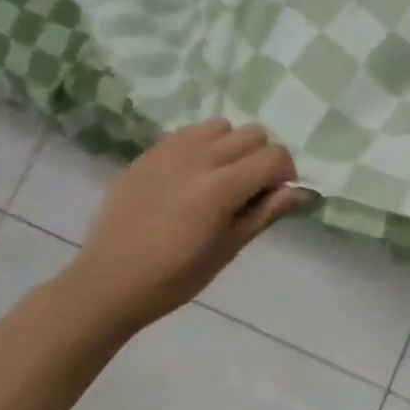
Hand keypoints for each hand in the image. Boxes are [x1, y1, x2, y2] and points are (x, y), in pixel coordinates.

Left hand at [55, 120, 307, 334]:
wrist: (107, 284)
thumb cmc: (175, 277)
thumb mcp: (229, 249)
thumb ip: (267, 212)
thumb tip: (303, 192)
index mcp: (220, 187)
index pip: (275, 156)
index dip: (285, 174)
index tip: (275, 196)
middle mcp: (198, 159)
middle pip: (253, 134)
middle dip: (262, 158)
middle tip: (250, 189)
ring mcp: (170, 152)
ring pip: (223, 126)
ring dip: (232, 146)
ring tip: (221, 176)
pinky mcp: (149, 154)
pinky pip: (190, 132)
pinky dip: (203, 145)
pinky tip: (193, 174)